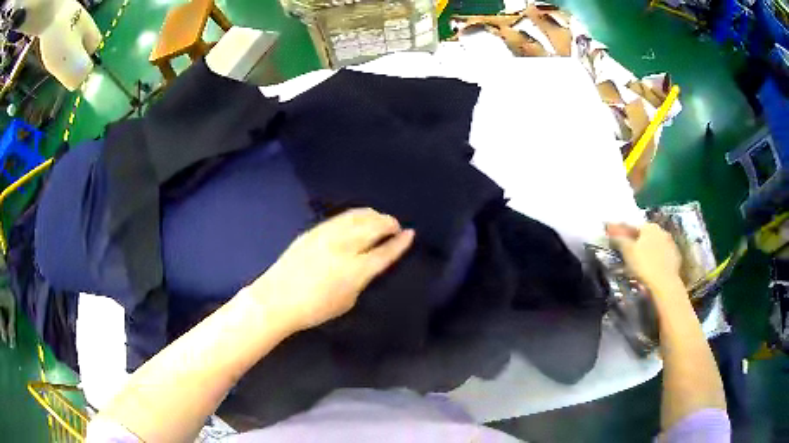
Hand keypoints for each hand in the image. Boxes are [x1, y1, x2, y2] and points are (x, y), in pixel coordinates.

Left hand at [246, 208, 414, 332]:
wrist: (278, 298)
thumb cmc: (314, 309)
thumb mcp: (347, 301)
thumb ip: (361, 281)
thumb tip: (366, 266)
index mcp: (356, 270)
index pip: (385, 252)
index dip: (400, 243)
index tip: (410, 234)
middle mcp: (345, 248)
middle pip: (374, 228)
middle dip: (389, 224)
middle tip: (396, 226)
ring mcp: (328, 236)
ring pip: (357, 217)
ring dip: (374, 215)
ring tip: (381, 218)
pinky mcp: (315, 231)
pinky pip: (341, 217)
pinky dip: (355, 214)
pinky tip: (360, 216)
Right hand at [606, 223, 682, 291]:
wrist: (665, 283)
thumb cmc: (644, 265)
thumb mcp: (627, 251)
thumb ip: (619, 239)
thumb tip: (611, 233)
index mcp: (649, 227)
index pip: (634, 227)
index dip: (625, 235)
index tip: (620, 244)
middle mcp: (661, 231)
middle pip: (646, 236)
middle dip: (638, 243)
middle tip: (631, 256)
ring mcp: (671, 244)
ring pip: (656, 246)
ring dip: (649, 252)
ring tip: (642, 265)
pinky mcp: (676, 257)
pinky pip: (664, 256)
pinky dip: (658, 260)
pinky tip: (653, 270)